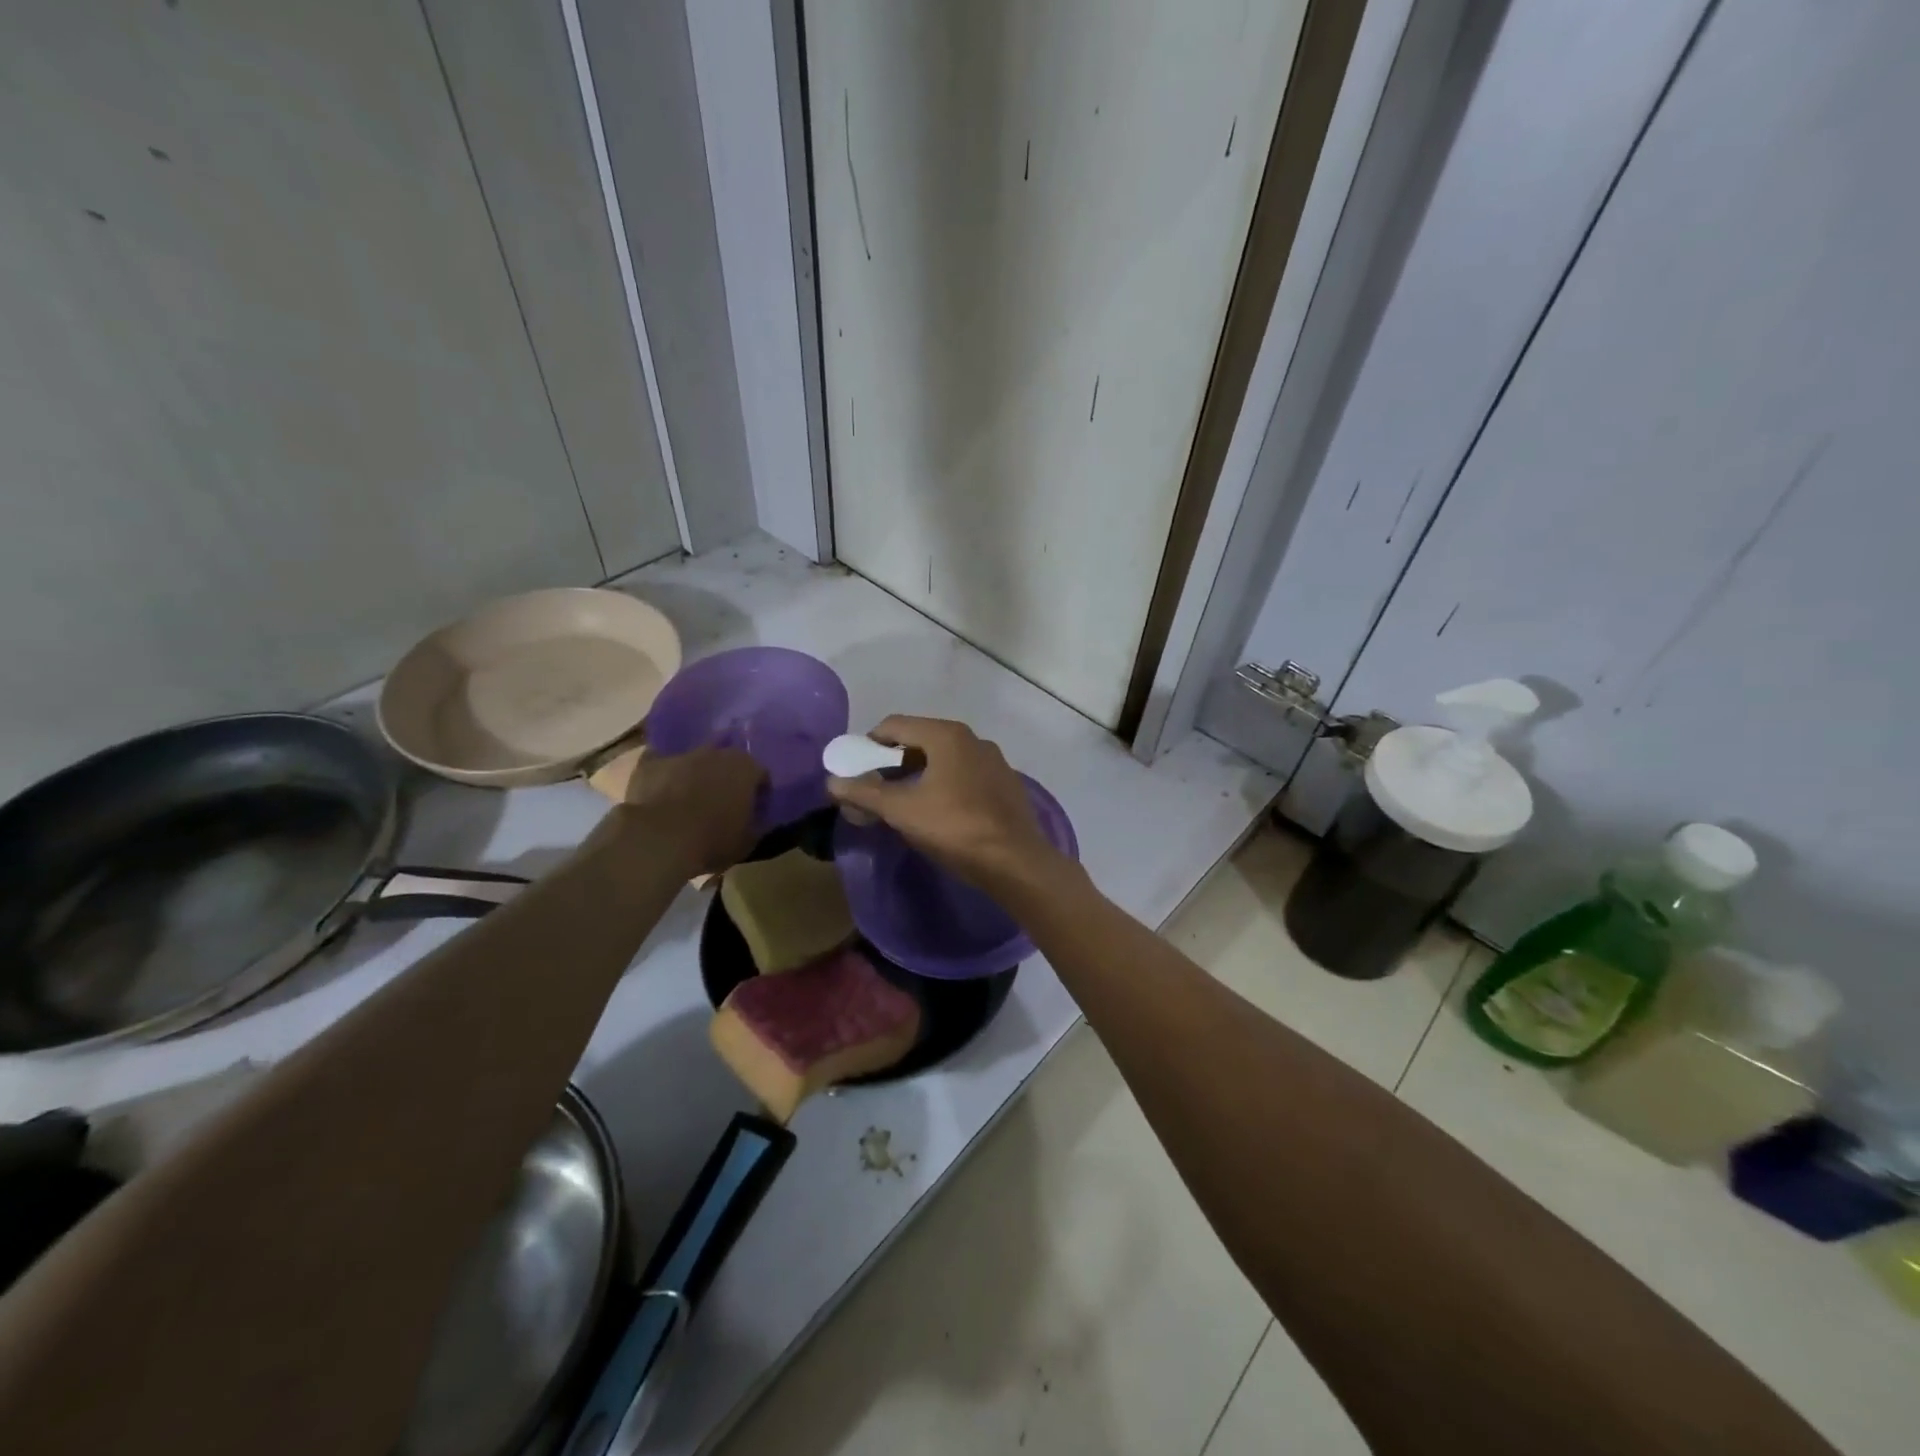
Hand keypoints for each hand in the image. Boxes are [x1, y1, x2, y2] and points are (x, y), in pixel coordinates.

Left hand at [617, 745, 763, 875]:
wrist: (658, 839)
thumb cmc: (712, 840)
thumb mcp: (747, 842)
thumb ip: (757, 825)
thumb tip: (760, 820)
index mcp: (746, 768)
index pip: (761, 775)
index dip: (758, 793)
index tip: (753, 811)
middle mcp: (716, 753)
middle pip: (727, 762)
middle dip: (727, 778)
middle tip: (723, 803)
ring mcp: (681, 755)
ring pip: (694, 761)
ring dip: (696, 776)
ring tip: (691, 801)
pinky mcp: (650, 764)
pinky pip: (662, 766)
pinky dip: (664, 776)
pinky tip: (662, 794)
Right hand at [826, 716, 1066, 892]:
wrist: (1016, 862)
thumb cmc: (955, 828)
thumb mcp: (902, 811)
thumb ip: (865, 793)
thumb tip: (832, 782)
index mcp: (946, 735)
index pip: (894, 725)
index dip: (868, 745)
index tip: (855, 771)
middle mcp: (972, 738)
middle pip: (920, 740)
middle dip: (893, 762)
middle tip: (875, 790)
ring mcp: (993, 761)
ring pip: (944, 759)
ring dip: (919, 774)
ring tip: (904, 804)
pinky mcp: (1005, 784)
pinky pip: (965, 775)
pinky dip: (945, 785)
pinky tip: (940, 813)